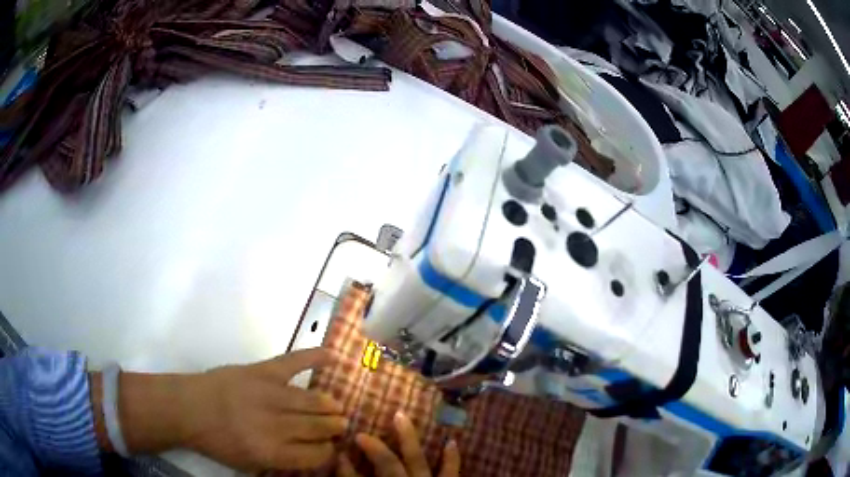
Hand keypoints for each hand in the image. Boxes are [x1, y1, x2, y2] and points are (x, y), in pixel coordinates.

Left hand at [178, 348, 347, 470]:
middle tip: (339, 426)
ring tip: (335, 407)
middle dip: (334, 428)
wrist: (188, 408)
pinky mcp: (261, 371)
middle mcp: (277, 426)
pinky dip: (315, 357)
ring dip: (329, 405)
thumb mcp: (249, 464)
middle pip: (320, 427)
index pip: (318, 455)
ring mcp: (270, 395)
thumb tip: (313, 453)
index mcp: (273, 452)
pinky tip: (334, 357)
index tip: (330, 448)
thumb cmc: (217, 441)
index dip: (328, 452)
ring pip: (314, 401)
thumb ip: (282, 461)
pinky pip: (294, 362)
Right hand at [336, 411, 459, 476]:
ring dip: (408, 438)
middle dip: (375, 448)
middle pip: (388, 464)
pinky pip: (451, 472)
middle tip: (361, 432)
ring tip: (399, 415)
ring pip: (416, 460)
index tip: (337, 450)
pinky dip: (451, 458)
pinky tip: (450, 441)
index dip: (345, 465)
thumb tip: (341, 463)